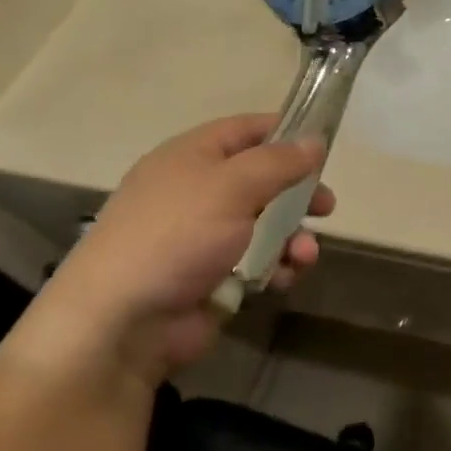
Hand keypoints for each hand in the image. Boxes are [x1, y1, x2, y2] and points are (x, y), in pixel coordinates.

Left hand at [7, 115, 334, 390]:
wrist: (123, 319)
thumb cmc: (177, 236)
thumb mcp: (232, 186)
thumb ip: (279, 162)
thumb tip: (315, 141)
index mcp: (192, 157)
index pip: (246, 130)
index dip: (285, 132)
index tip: (323, 145)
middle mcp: (198, 191)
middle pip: (263, 181)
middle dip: (299, 194)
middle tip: (327, 207)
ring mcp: (205, 236)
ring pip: (266, 226)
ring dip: (294, 238)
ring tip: (304, 256)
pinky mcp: (214, 276)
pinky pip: (258, 262)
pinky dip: (277, 268)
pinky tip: (284, 279)